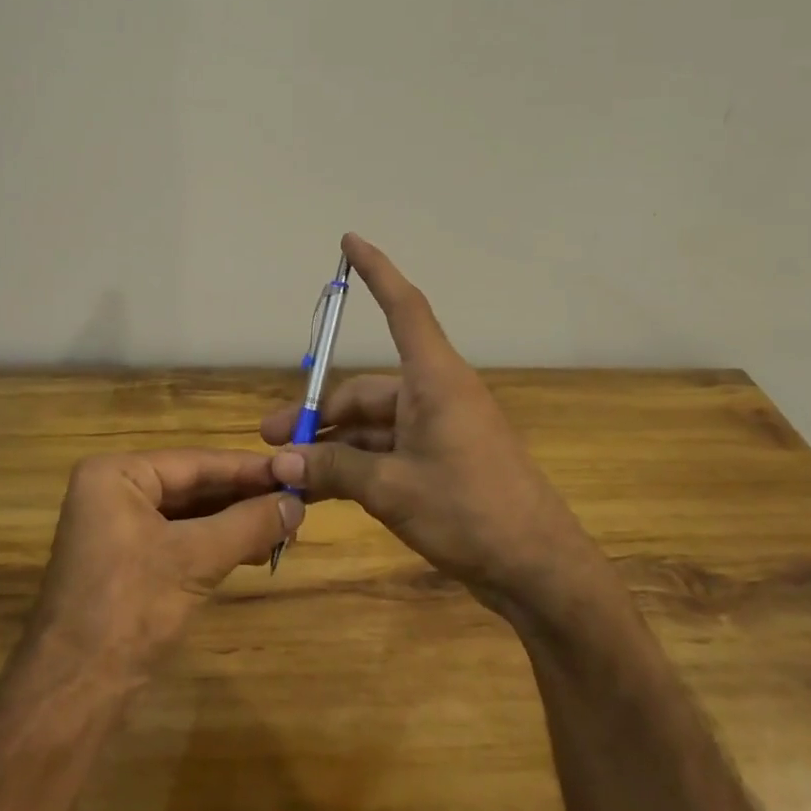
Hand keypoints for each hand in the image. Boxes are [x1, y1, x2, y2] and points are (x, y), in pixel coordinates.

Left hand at [30, 449, 300, 680]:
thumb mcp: (196, 559)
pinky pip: (181, 540)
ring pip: (190, 515)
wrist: (75, 691)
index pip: (195, 462)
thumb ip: (248, 524)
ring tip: (286, 531)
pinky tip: (255, 551)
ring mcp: (119, 529)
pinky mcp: (128, 562)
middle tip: (297, 504)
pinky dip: (217, 545)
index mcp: (116, 475)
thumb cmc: (130, 608)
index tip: (295, 471)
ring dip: (236, 523)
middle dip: (244, 499)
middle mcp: (113, 492)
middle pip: (193, 486)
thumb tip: (297, 502)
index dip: (249, 469)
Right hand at [262, 234, 605, 617]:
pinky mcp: (441, 463)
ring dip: (333, 446)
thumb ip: (334, 469)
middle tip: (274, 438)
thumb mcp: (392, 489)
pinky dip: (356, 465)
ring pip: (372, 426)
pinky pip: (387, 451)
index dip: (376, 272)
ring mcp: (440, 432)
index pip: (403, 308)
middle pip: (366, 390)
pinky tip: (321, 489)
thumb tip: (282, 463)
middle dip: (319, 413)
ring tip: (289, 473)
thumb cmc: (469, 512)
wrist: (537, 569)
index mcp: (435, 381)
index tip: (350, 241)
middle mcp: (436, 396)